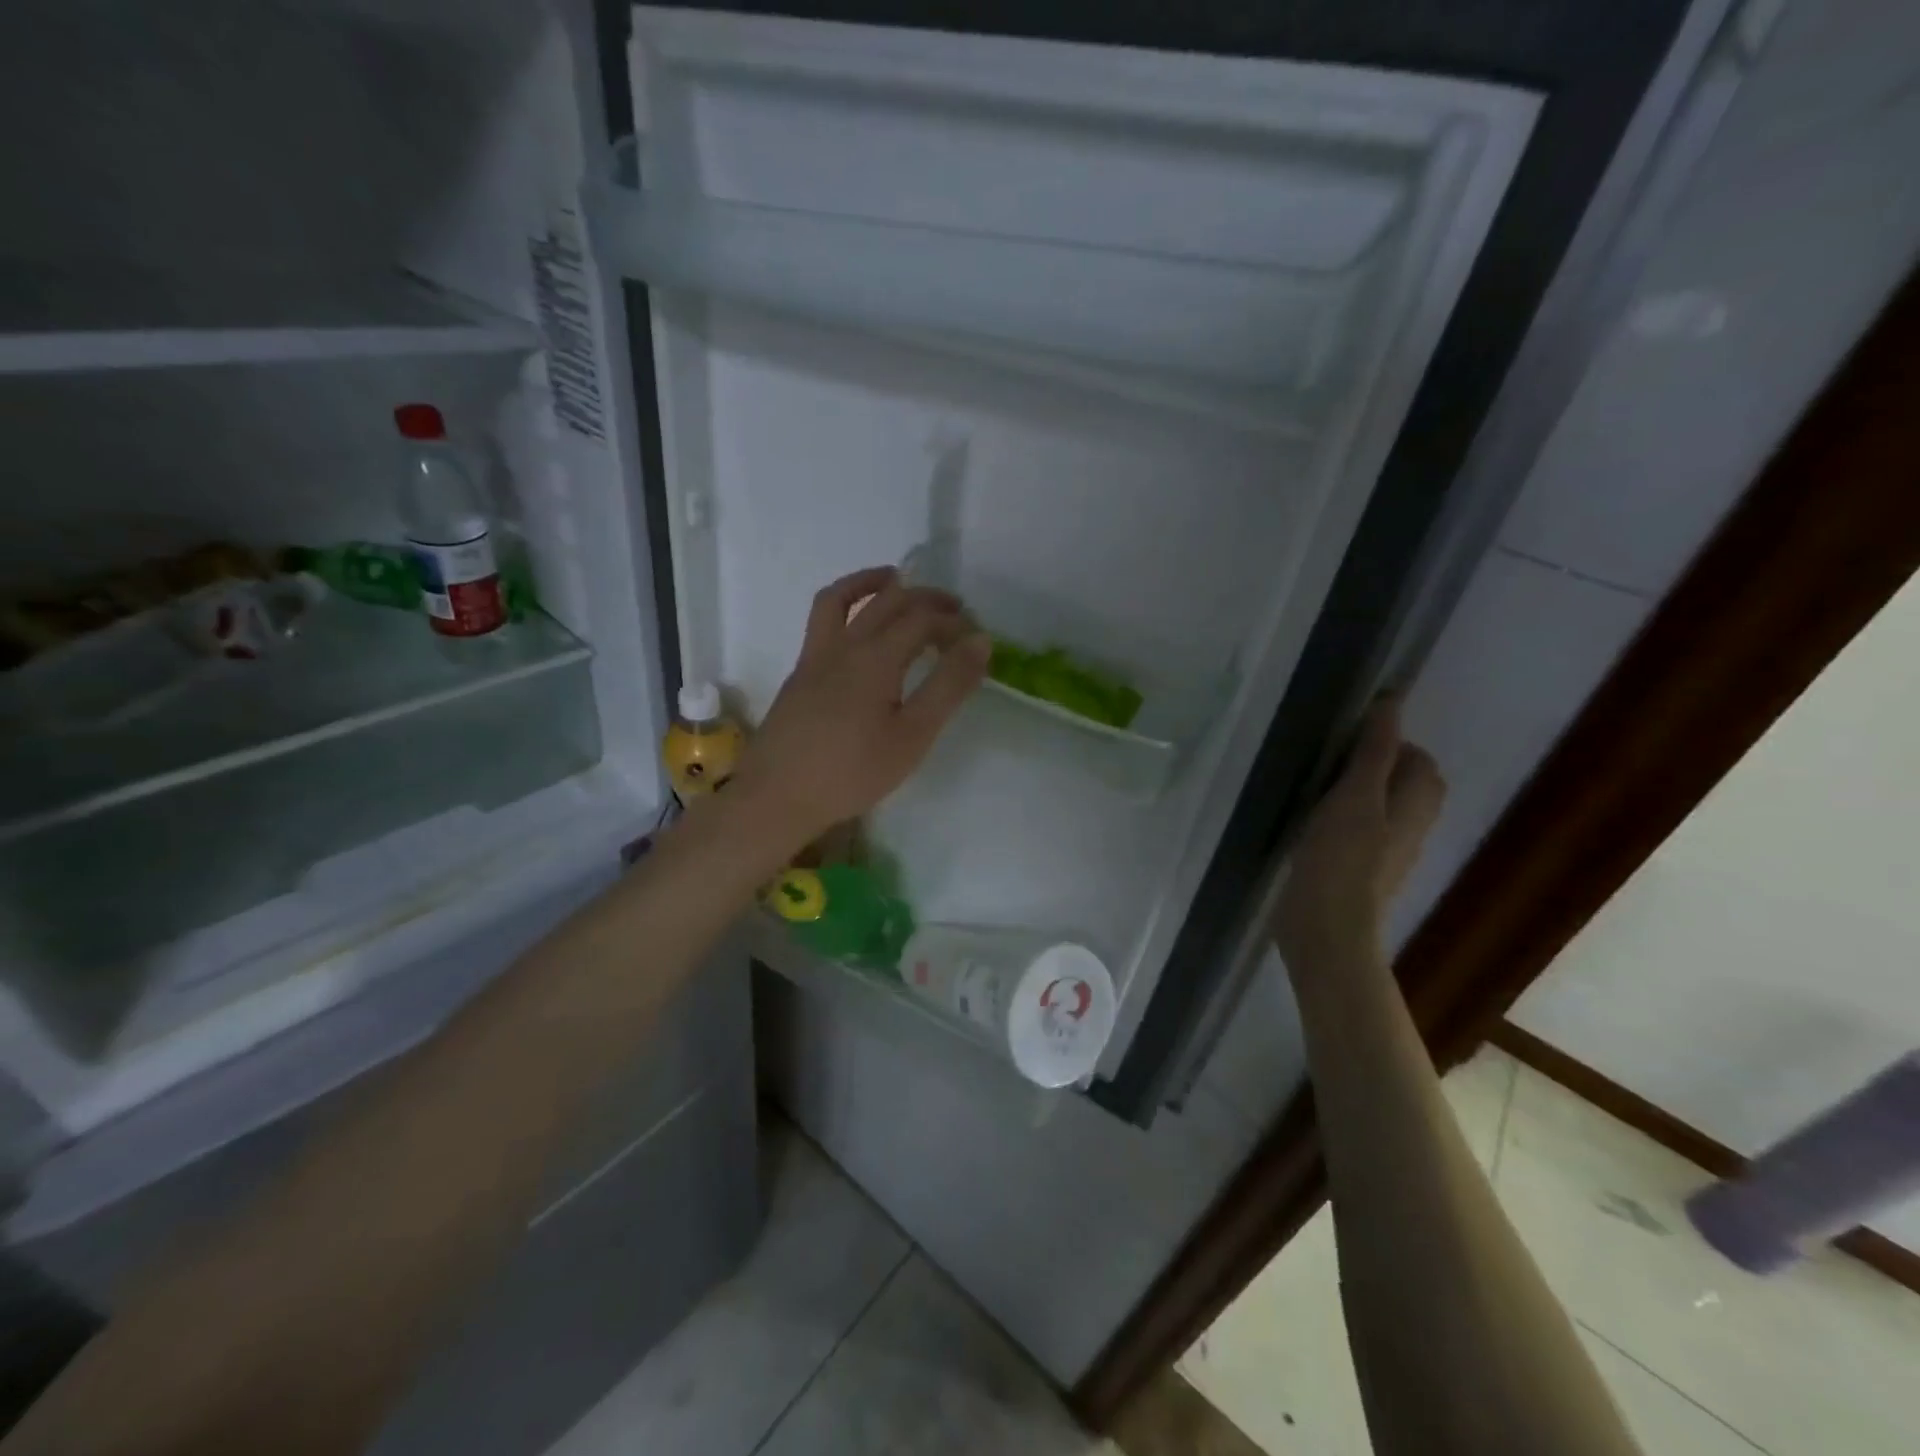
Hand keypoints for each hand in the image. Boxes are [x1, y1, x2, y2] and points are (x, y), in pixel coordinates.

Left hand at [728, 566, 990, 848]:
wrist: (777, 796)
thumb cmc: (852, 772)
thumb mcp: (913, 735)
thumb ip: (948, 686)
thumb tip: (980, 641)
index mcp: (876, 657)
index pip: (923, 618)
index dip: (954, 622)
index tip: (977, 639)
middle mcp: (844, 644)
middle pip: (888, 601)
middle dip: (926, 598)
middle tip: (954, 611)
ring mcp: (815, 656)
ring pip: (842, 599)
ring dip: (872, 583)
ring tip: (895, 580)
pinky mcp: (800, 674)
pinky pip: (823, 621)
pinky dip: (846, 607)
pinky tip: (856, 629)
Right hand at [1272, 696, 1445, 970]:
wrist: (1327, 929)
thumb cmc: (1342, 858)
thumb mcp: (1355, 795)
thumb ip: (1373, 751)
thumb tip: (1391, 702)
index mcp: (1415, 805)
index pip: (1419, 760)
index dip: (1390, 743)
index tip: (1346, 743)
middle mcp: (1409, 828)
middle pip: (1403, 785)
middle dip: (1372, 767)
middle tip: (1327, 765)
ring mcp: (1385, 855)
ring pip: (1379, 810)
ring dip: (1354, 795)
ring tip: (1314, 790)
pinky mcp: (1358, 874)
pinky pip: (1359, 834)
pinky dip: (1341, 822)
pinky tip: (1310, 826)